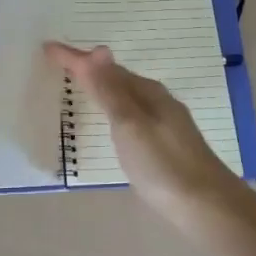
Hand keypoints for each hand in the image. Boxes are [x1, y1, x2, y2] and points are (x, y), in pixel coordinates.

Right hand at [43, 41, 242, 228]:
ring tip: (82, 86)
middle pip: (117, 77)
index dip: (75, 59)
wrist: (208, 207)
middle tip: (61, 64)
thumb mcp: (130, 126)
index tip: (47, 48)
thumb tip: (98, 49)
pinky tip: (114, 122)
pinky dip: (115, 107)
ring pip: (127, 95)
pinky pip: (133, 112)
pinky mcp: (167, 144)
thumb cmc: (163, 165)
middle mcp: (157, 101)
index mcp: (147, 93)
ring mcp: (165, 123)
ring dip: (103, 87)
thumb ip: (112, 91)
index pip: (104, 68)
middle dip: (89, 68)